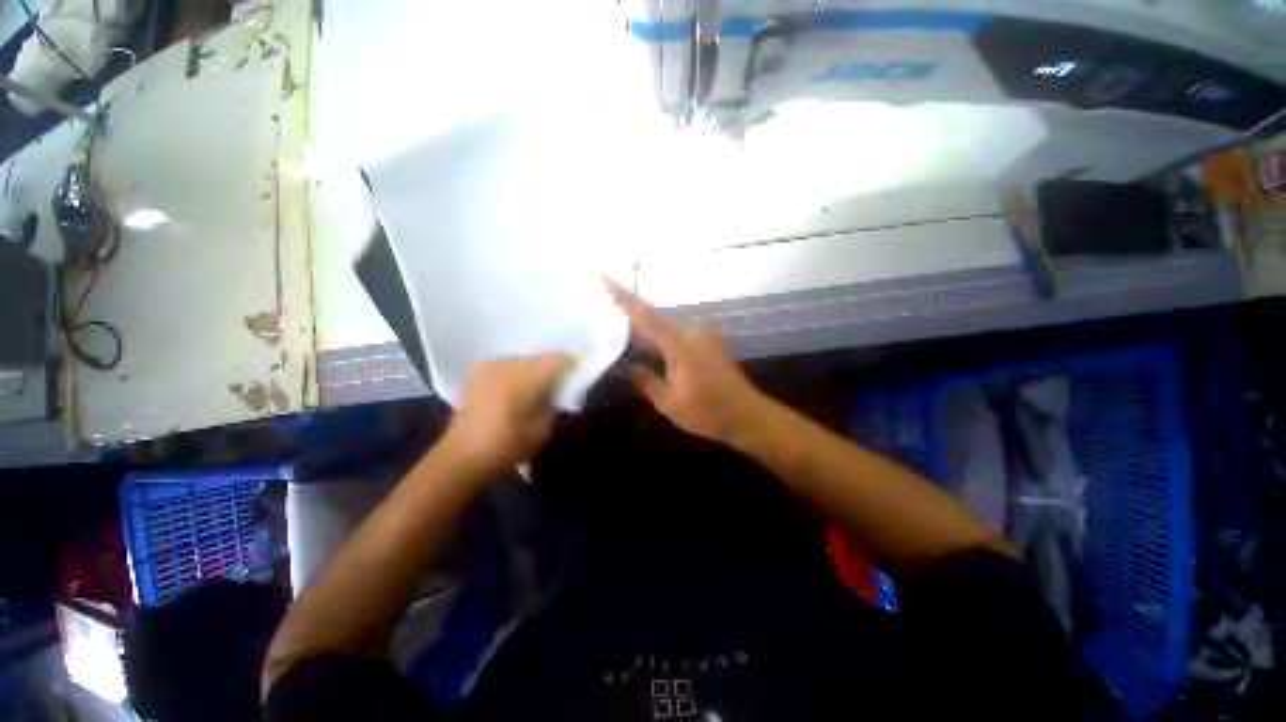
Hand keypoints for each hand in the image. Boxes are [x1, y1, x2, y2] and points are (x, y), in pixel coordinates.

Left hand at [444, 354, 574, 474]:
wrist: (461, 456)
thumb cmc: (506, 446)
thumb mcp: (543, 429)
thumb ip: (554, 402)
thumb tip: (559, 388)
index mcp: (525, 376)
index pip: (558, 358)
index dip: (572, 365)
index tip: (577, 377)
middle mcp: (506, 364)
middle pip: (540, 357)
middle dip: (552, 368)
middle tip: (558, 386)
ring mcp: (488, 365)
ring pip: (523, 360)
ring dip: (533, 370)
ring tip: (536, 389)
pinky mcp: (476, 372)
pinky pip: (506, 365)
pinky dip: (516, 374)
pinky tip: (515, 390)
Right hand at [606, 278, 770, 447]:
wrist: (747, 415)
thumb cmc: (709, 412)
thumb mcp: (671, 404)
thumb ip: (646, 382)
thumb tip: (624, 368)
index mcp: (679, 346)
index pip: (645, 316)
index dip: (624, 296)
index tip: (605, 277)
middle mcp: (691, 333)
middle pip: (654, 316)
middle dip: (630, 311)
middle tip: (605, 310)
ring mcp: (702, 337)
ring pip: (665, 324)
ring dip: (645, 326)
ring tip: (621, 329)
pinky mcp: (707, 344)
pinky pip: (676, 333)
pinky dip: (659, 336)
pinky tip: (648, 346)